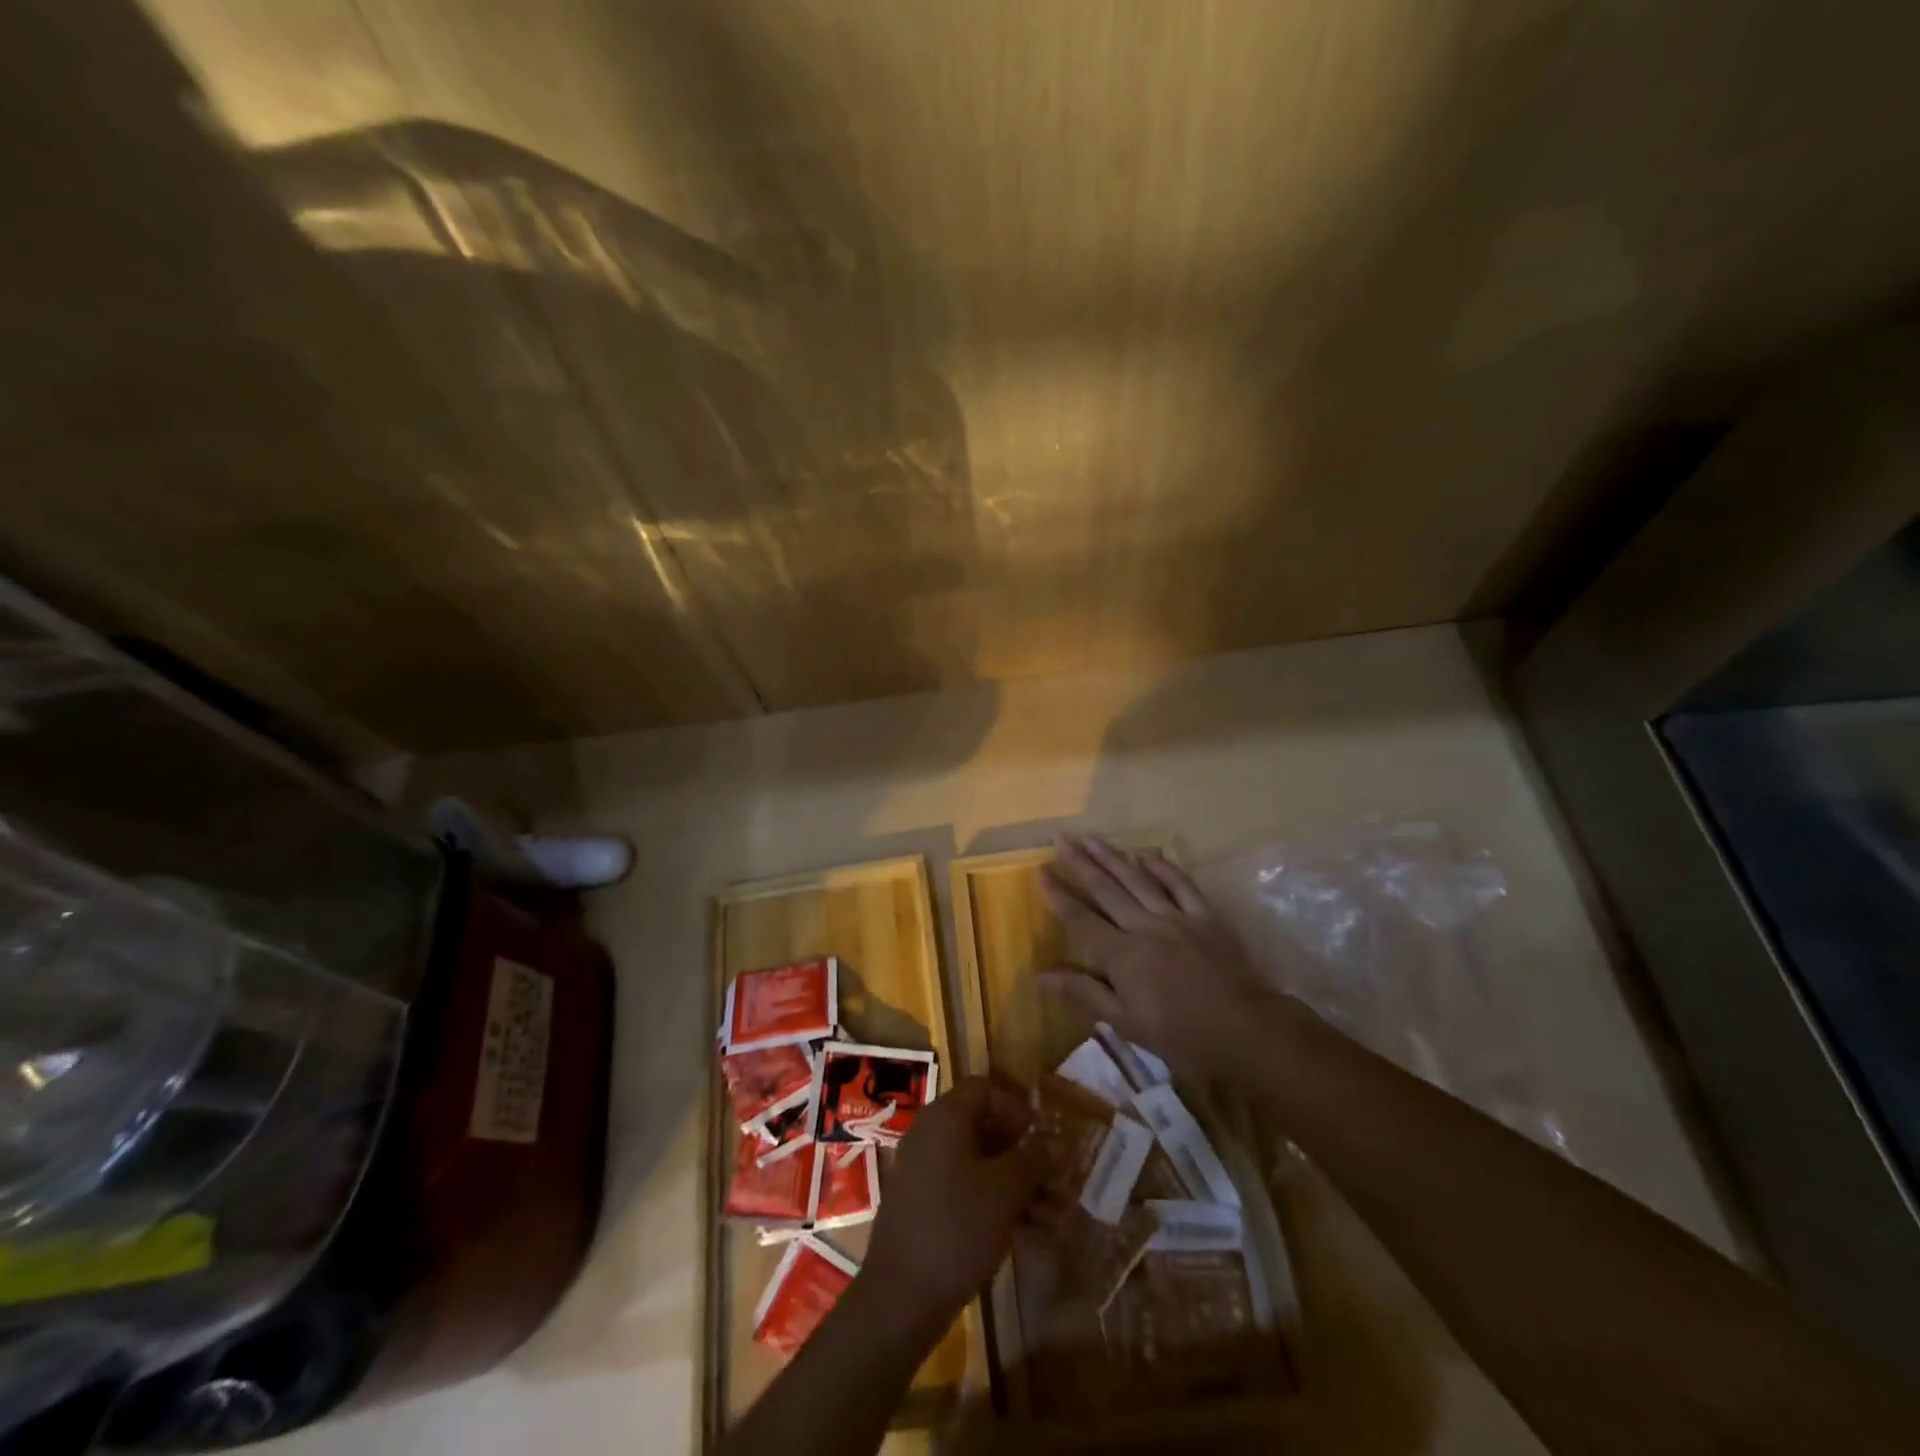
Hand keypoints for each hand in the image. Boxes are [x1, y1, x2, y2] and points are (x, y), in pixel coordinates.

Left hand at [861, 1077, 1043, 1325]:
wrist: (901, 1296)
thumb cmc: (957, 1227)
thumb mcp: (1005, 1190)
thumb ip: (1033, 1160)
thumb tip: (1055, 1143)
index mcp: (945, 1118)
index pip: (983, 1089)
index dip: (1016, 1107)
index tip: (1042, 1135)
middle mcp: (931, 1136)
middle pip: (984, 1130)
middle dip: (1025, 1155)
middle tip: (1057, 1180)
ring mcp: (924, 1173)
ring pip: (980, 1166)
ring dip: (1019, 1186)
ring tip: (1056, 1216)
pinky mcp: (924, 1208)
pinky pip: (966, 1192)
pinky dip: (997, 1205)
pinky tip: (1031, 1234)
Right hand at [1039, 837, 1278, 1076]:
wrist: (1245, 1030)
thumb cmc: (1180, 1034)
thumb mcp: (1125, 1022)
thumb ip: (1083, 993)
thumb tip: (1041, 973)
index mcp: (1121, 955)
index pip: (1080, 919)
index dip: (1058, 895)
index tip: (1041, 870)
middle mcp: (1143, 926)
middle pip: (1106, 890)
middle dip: (1080, 863)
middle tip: (1061, 839)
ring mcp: (1176, 917)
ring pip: (1137, 880)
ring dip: (1112, 857)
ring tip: (1091, 838)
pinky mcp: (1205, 916)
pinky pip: (1181, 884)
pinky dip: (1162, 867)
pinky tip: (1146, 853)